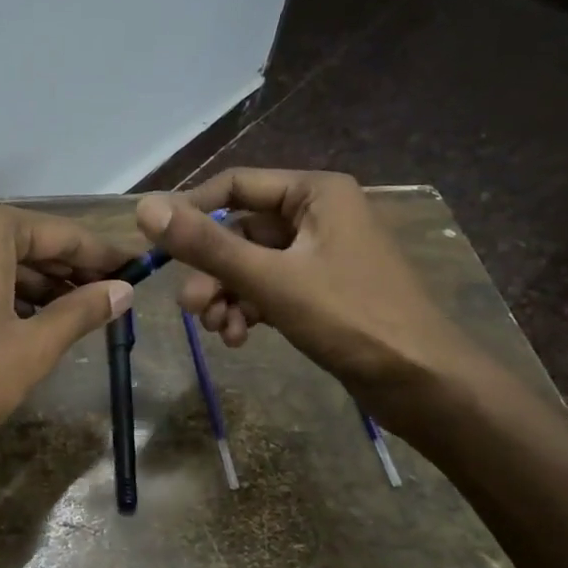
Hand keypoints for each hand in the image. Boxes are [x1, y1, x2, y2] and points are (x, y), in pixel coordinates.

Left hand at [0, 202, 134, 464]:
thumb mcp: (33, 345)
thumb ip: (81, 310)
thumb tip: (123, 291)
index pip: (58, 233)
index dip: (101, 253)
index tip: (137, 267)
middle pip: (24, 242)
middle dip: (69, 269)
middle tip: (113, 293)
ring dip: (36, 284)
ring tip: (78, 311)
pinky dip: (1, 293)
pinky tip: (28, 320)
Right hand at [132, 169, 478, 411]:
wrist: (423, 382)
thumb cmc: (350, 318)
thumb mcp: (270, 279)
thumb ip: (206, 245)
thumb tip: (144, 209)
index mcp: (315, 192)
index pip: (234, 186)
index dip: (191, 212)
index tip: (156, 247)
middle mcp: (317, 214)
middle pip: (240, 231)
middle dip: (211, 271)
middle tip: (190, 309)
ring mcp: (320, 255)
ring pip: (251, 265)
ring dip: (226, 295)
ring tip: (217, 330)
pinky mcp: (322, 291)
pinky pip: (270, 289)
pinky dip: (249, 308)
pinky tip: (238, 338)